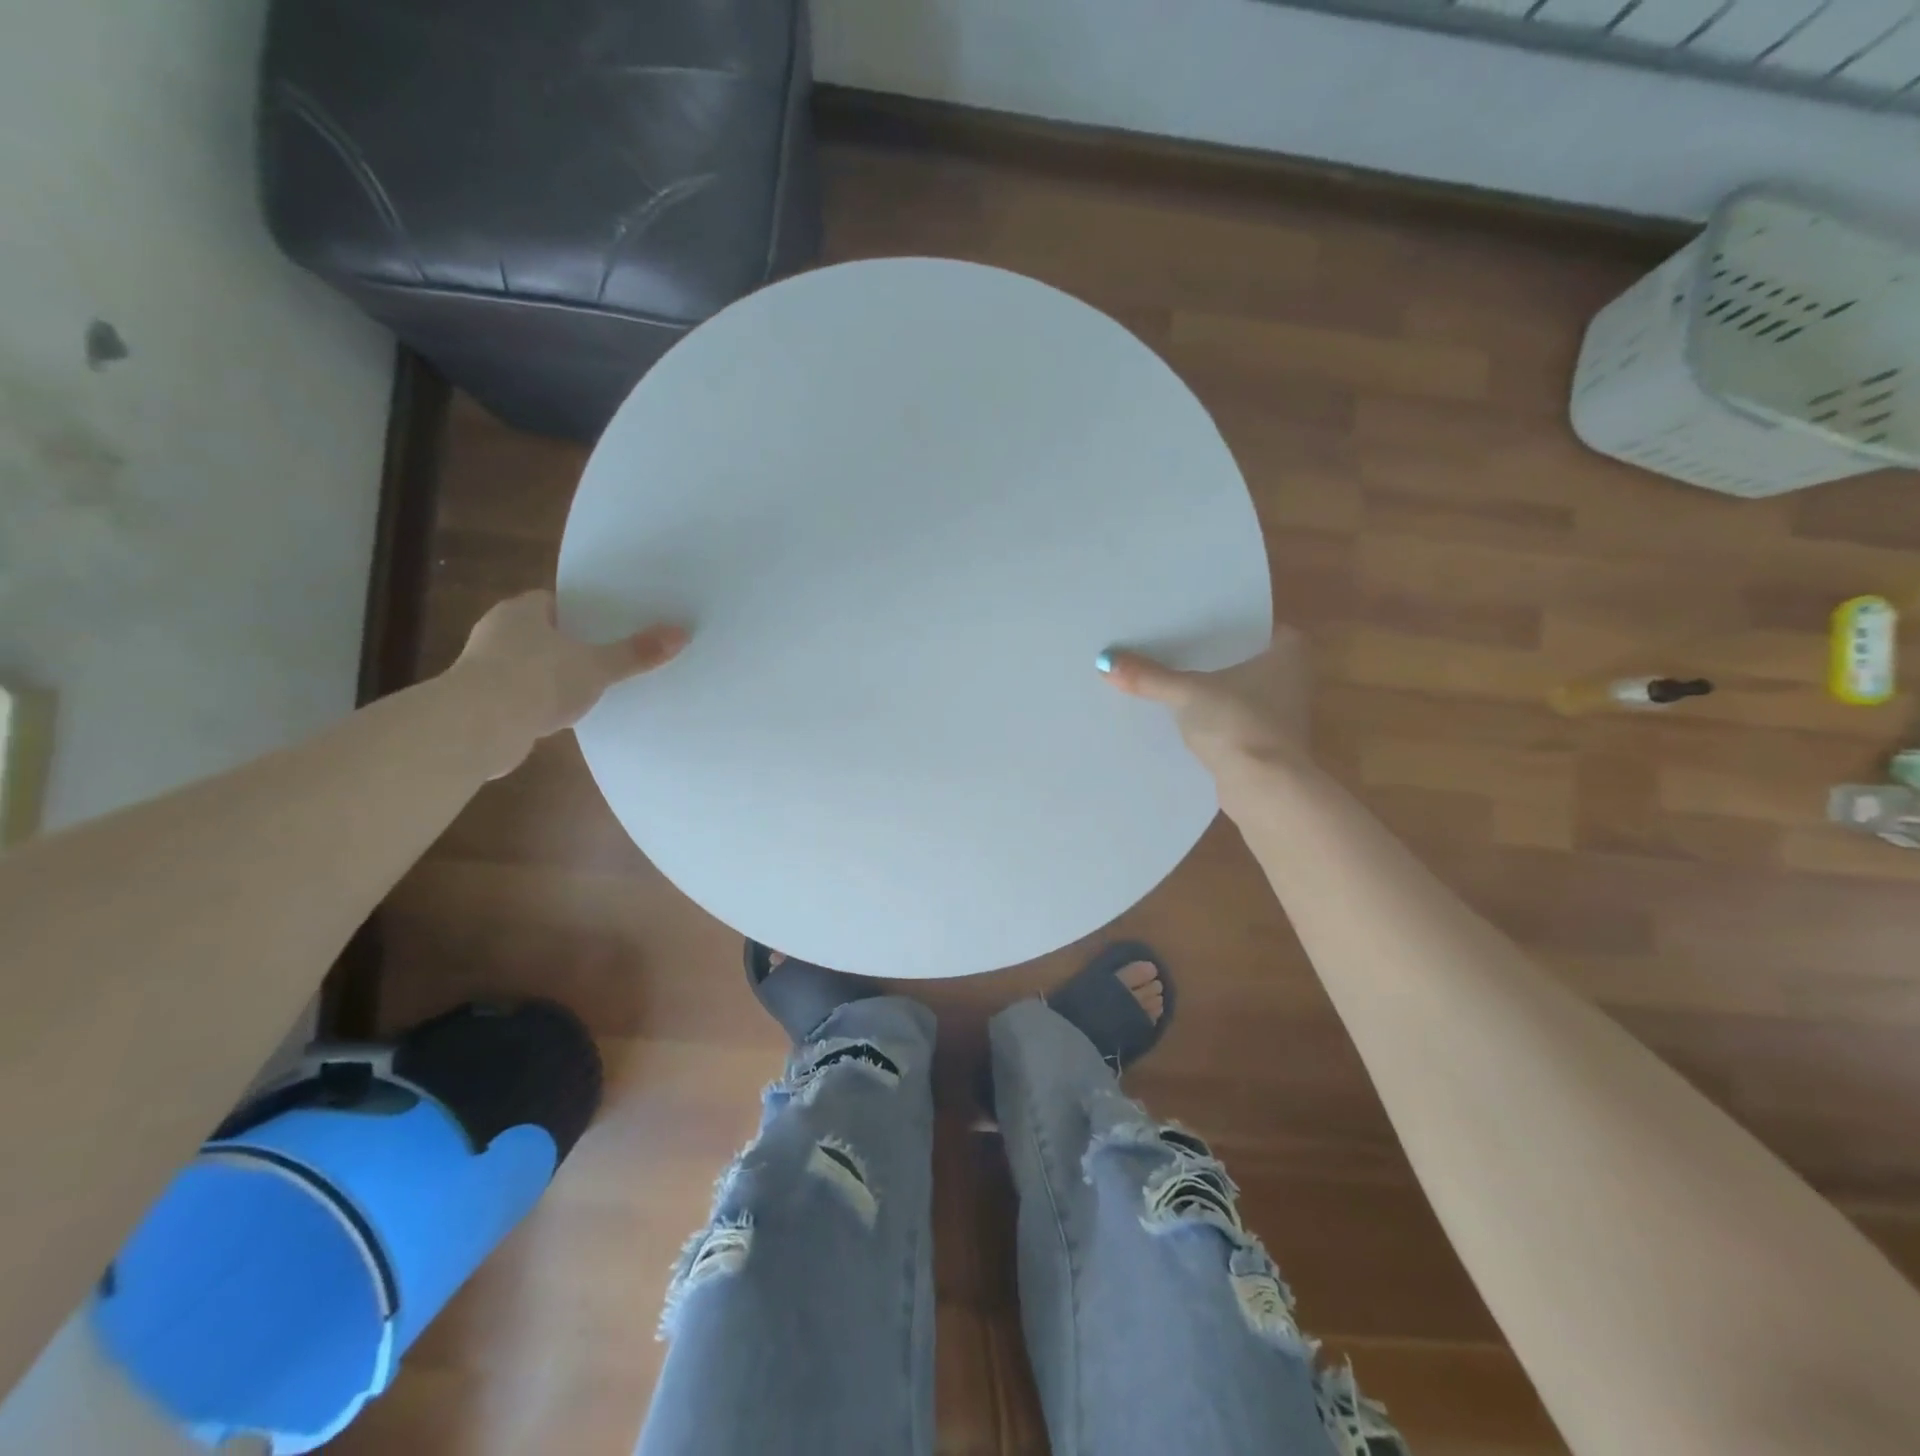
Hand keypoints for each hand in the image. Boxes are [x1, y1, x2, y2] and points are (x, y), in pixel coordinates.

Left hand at [449, 590, 688, 772]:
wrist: (477, 727)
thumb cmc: (537, 679)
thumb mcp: (597, 666)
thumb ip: (636, 652)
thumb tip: (681, 633)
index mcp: (521, 610)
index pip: (555, 601)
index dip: (583, 611)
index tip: (610, 623)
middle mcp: (498, 631)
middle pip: (544, 632)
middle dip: (572, 644)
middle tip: (610, 653)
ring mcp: (485, 667)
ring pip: (532, 664)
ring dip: (554, 675)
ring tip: (593, 685)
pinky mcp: (483, 700)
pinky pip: (522, 693)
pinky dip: (541, 701)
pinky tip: (565, 713)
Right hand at [1099, 627, 1311, 781]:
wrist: (1264, 789)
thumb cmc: (1239, 725)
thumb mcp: (1188, 693)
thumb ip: (1150, 677)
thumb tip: (1105, 662)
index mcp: (1287, 652)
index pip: (1251, 622)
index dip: (1219, 619)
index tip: (1188, 616)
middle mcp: (1291, 678)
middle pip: (1239, 656)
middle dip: (1206, 654)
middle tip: (1167, 640)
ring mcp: (1278, 713)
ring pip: (1233, 688)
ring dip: (1205, 686)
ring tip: (1164, 673)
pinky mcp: (1262, 742)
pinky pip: (1228, 716)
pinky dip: (1207, 713)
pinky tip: (1176, 711)